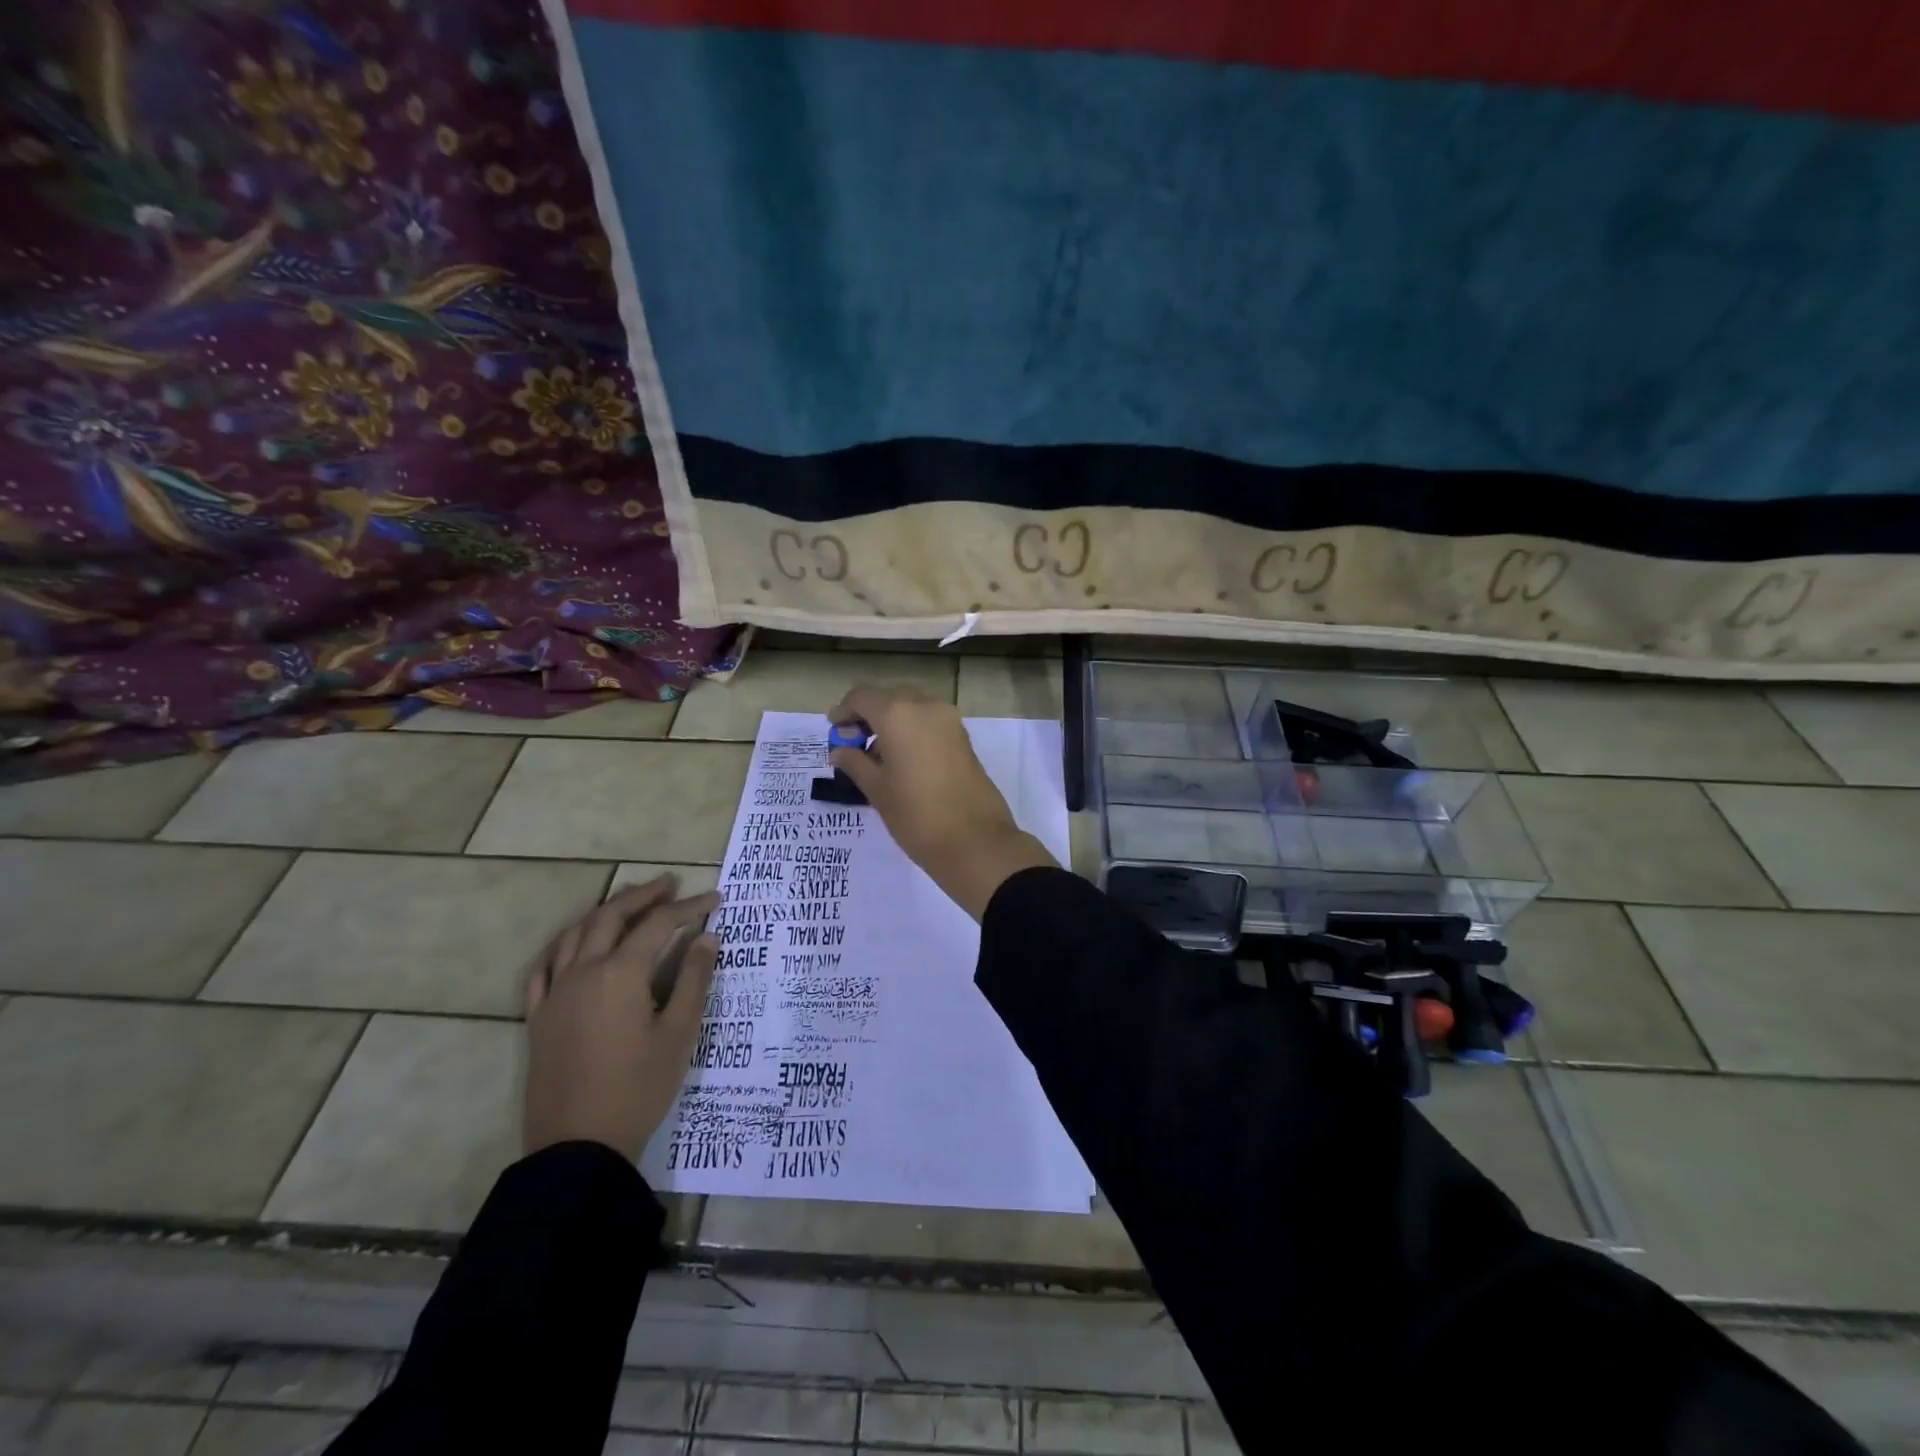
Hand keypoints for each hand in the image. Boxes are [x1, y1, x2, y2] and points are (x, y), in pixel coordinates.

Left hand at [522, 874, 720, 1158]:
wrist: (578, 1147)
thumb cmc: (638, 1088)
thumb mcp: (679, 1034)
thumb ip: (694, 980)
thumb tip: (707, 938)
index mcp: (621, 973)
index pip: (659, 924)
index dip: (689, 908)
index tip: (715, 899)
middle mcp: (583, 971)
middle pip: (611, 916)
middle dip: (643, 896)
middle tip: (670, 884)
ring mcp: (555, 994)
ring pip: (575, 934)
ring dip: (604, 911)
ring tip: (627, 903)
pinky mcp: (538, 1018)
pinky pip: (543, 968)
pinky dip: (563, 946)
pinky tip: (574, 946)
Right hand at [829, 686, 1057, 918]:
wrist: (975, 840)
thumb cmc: (916, 815)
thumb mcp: (877, 789)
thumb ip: (855, 763)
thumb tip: (840, 750)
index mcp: (898, 714)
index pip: (862, 697)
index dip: (844, 711)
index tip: (834, 731)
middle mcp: (925, 706)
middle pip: (889, 698)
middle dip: (868, 715)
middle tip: (853, 743)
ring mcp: (949, 719)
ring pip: (912, 707)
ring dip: (891, 721)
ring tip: (877, 756)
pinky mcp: (963, 737)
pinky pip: (929, 721)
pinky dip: (912, 729)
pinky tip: (903, 759)